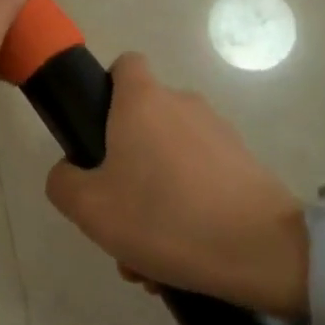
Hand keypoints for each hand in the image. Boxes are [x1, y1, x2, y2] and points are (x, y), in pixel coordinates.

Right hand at [46, 54, 308, 317]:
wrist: (261, 248)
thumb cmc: (165, 215)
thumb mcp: (90, 208)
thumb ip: (63, 182)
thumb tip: (70, 172)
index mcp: (143, 100)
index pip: (124, 65)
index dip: (106, 92)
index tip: (98, 135)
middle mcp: (182, 104)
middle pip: (142, 125)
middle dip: (125, 171)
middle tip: (117, 223)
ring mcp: (218, 133)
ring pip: (169, 161)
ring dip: (154, 201)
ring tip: (150, 259)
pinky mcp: (244, 164)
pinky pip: (200, 180)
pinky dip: (187, 210)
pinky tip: (182, 258)